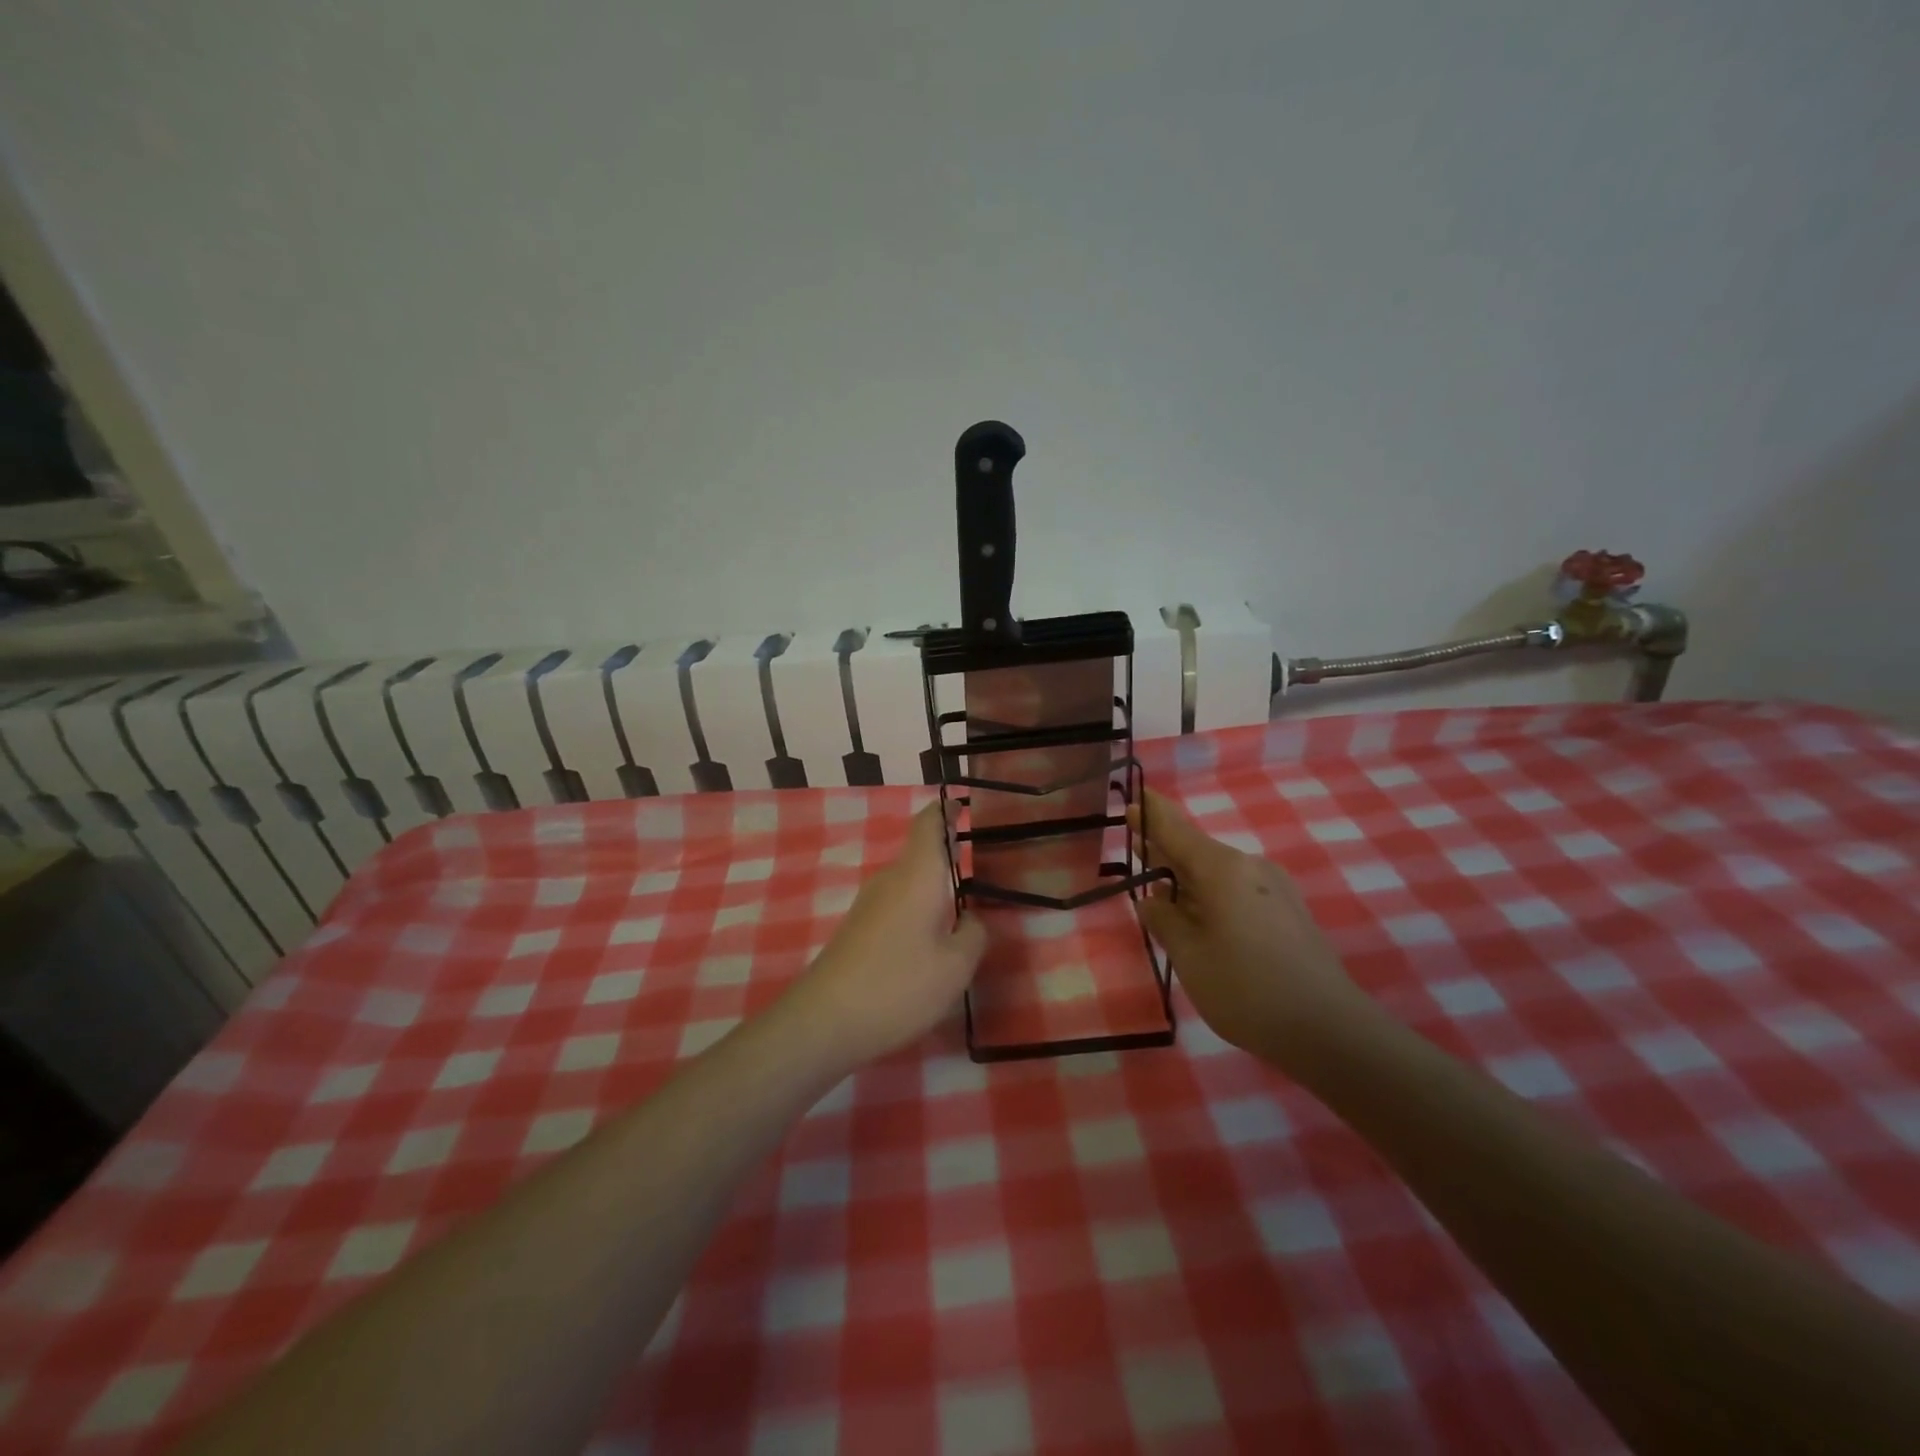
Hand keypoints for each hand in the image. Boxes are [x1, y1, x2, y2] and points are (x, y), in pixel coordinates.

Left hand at [789, 802, 986, 1064]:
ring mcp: (869, 903)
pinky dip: (918, 910)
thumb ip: (974, 935)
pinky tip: (931, 940)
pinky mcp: (858, 928)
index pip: (929, 823)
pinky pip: (897, 905)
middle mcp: (890, 879)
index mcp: (918, 874)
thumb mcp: (955, 967)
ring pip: (910, 882)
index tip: (965, 805)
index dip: (946, 810)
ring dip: (935, 888)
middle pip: (921, 852)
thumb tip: (971, 919)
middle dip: (950, 855)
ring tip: (965, 908)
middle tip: (986, 867)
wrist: (824, 1021)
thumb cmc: (899, 985)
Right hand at [1131, 788, 1367, 1070]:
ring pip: (1218, 872)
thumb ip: (1164, 921)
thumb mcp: (1189, 957)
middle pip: (1196, 849)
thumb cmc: (1246, 990)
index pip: (1175, 828)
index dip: (1150, 815)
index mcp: (1221, 868)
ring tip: (1161, 894)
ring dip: (1187, 878)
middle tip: (1136, 851)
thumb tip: (1152, 900)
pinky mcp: (1288, 910)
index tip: (1131, 802)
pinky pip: (1238, 890)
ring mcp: (1274, 887)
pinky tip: (1200, 919)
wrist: (1330, 1030)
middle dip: (1165, 850)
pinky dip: (1211, 895)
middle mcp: (1249, 866)